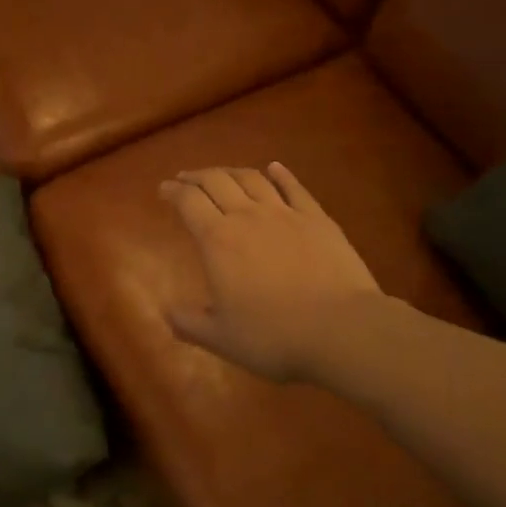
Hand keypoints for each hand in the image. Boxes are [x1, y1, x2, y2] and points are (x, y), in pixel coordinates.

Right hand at [159, 163, 381, 383]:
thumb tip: (167, 311)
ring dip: (230, 171)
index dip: (172, 192)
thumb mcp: (221, 338)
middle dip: (196, 177)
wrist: (342, 328)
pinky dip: (280, 174)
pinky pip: (294, 188)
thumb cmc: (274, 335)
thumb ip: (189, 323)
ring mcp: (285, 213)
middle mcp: (247, 216)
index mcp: (217, 240)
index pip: (188, 202)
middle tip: (185, 179)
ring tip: (221, 174)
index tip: (163, 190)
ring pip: (252, 179)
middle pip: (216, 182)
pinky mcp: (317, 219)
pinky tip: (274, 168)